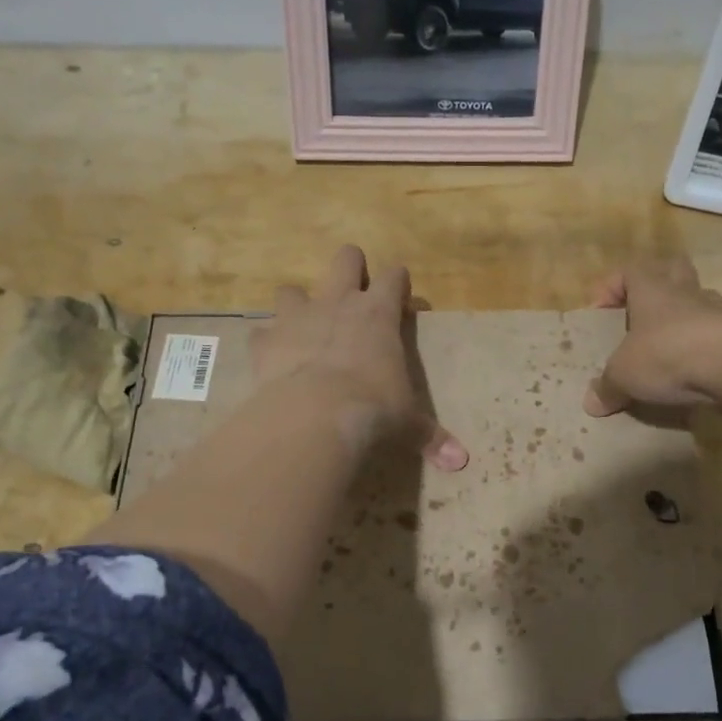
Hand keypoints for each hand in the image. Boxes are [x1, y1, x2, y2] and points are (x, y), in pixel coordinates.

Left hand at [253, 245, 467, 470]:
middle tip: (353, 292)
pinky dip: (267, 344)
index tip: (399, 296)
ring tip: (303, 328)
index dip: (397, 282)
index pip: (393, 277)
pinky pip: (261, 333)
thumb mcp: (406, 421)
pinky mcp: (265, 340)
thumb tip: (460, 461)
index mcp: (378, 313)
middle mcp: (337, 303)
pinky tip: (272, 360)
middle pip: (345, 259)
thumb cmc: (372, 408)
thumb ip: (430, 435)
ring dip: (298, 304)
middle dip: (350, 267)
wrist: (313, 414)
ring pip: (292, 289)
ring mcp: (297, 317)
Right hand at [584, 259, 721, 439]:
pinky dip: (706, 347)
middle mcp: (685, 294)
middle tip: (644, 311)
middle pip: (674, 270)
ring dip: (687, 314)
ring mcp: (717, 313)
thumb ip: (607, 387)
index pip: (631, 270)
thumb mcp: (624, 375)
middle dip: (659, 284)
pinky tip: (695, 370)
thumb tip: (591, 403)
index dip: (613, 285)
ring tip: (672, 342)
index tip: (600, 310)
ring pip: (701, 299)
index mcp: (652, 291)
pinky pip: (719, 333)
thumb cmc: (667, 355)